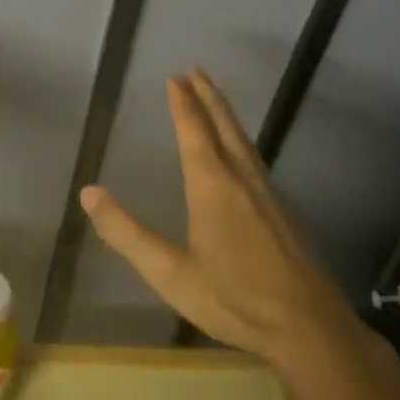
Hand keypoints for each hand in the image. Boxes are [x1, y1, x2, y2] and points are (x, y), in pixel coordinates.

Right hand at [80, 71, 356, 367]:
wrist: (310, 328)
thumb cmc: (235, 298)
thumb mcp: (170, 272)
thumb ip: (127, 233)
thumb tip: (88, 193)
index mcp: (212, 185)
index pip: (194, 131)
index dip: (182, 103)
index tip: (174, 77)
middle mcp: (241, 178)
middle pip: (224, 125)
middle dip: (208, 96)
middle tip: (195, 70)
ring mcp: (267, 193)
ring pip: (244, 140)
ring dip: (225, 114)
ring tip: (214, 99)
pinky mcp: (283, 211)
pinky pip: (256, 158)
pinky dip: (240, 139)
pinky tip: (241, 153)